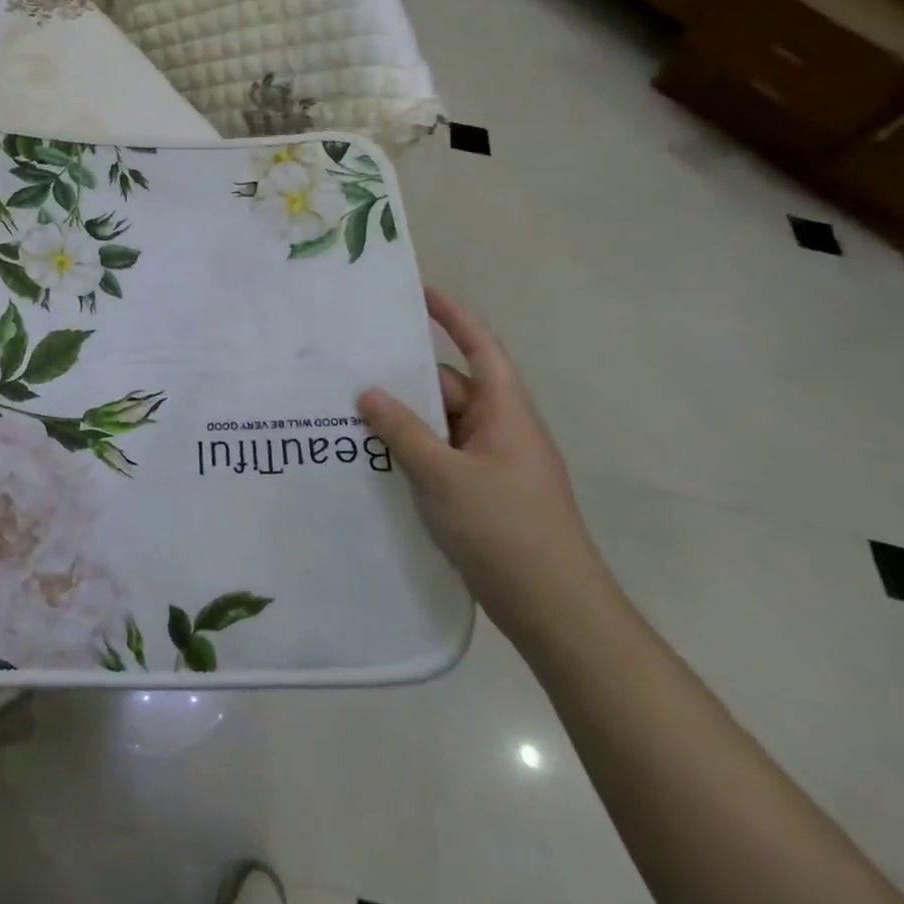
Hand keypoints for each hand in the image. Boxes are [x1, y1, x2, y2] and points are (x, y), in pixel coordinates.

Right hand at [358, 288, 609, 642]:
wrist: (555, 611)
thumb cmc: (507, 530)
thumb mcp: (446, 476)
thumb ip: (404, 432)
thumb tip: (368, 393)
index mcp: (505, 412)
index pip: (480, 348)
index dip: (453, 316)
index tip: (420, 292)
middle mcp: (498, 430)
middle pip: (447, 388)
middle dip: (404, 381)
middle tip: (351, 371)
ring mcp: (489, 464)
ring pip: (438, 426)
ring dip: (402, 422)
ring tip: (348, 417)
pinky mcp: (478, 493)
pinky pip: (438, 456)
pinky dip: (409, 453)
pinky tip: (372, 460)